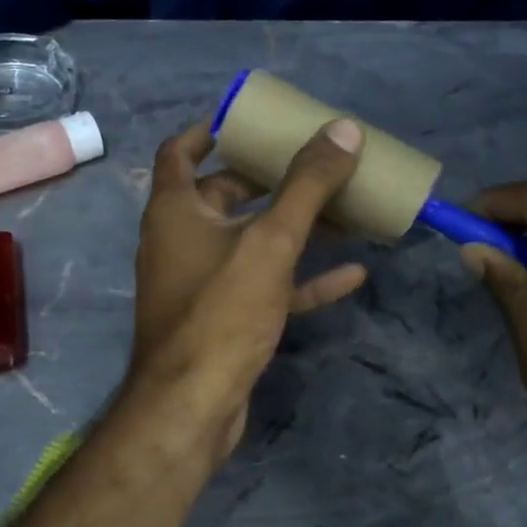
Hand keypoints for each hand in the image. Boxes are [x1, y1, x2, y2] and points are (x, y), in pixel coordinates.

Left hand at [124, 118, 368, 454]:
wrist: (193, 406)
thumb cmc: (221, 311)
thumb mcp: (270, 242)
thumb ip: (307, 186)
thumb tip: (344, 130)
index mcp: (175, 211)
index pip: (181, 152)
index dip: (211, 130)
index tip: (251, 120)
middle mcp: (181, 241)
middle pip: (224, 196)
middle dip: (270, 179)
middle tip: (315, 162)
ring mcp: (202, 283)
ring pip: (251, 242)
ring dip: (294, 228)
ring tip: (345, 211)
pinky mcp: (223, 319)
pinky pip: (265, 286)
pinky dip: (302, 278)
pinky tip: (352, 273)